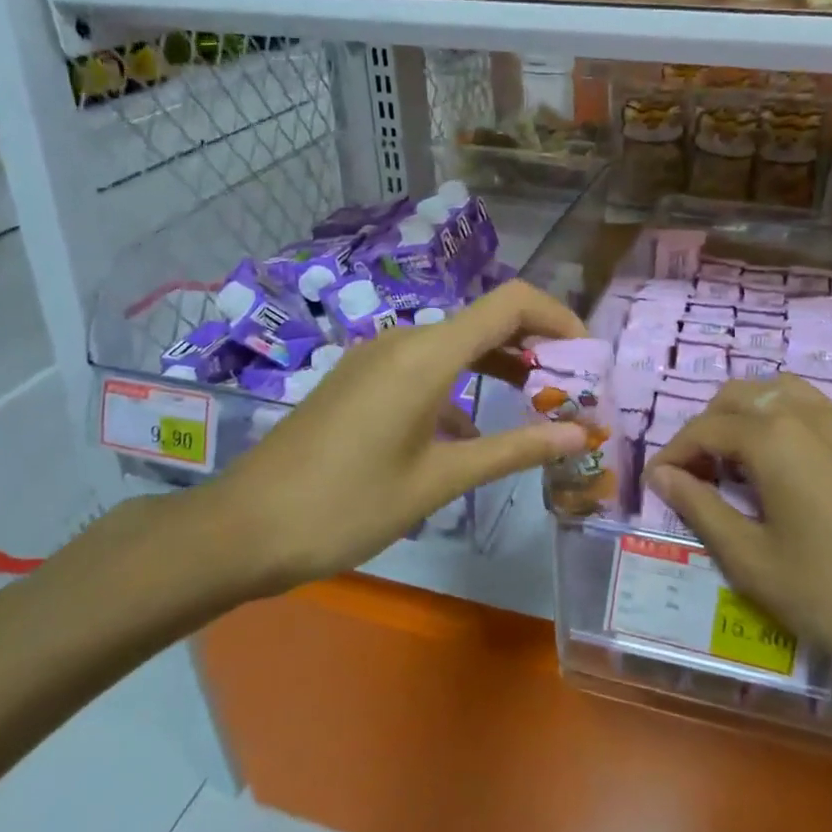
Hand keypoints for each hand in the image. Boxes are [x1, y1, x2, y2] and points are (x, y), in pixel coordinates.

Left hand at [173, 279, 589, 601]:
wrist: (243, 528)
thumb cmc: (347, 505)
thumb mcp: (439, 480)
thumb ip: (514, 450)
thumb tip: (580, 434)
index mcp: (427, 354)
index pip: (511, 303)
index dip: (559, 318)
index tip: (588, 358)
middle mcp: (404, 340)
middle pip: (487, 321)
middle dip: (537, 349)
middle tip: (572, 392)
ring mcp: (377, 358)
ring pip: (456, 346)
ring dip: (500, 368)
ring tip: (536, 409)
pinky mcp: (360, 379)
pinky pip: (425, 367)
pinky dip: (461, 387)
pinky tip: (470, 434)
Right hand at [646, 376, 831, 710]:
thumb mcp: (754, 561)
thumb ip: (701, 508)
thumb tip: (663, 475)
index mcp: (774, 438)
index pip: (705, 428)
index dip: (674, 453)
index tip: (658, 485)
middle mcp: (809, 414)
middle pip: (739, 396)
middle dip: (707, 428)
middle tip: (696, 477)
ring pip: (779, 393)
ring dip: (746, 417)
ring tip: (737, 465)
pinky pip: (814, 410)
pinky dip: (783, 422)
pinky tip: (787, 471)